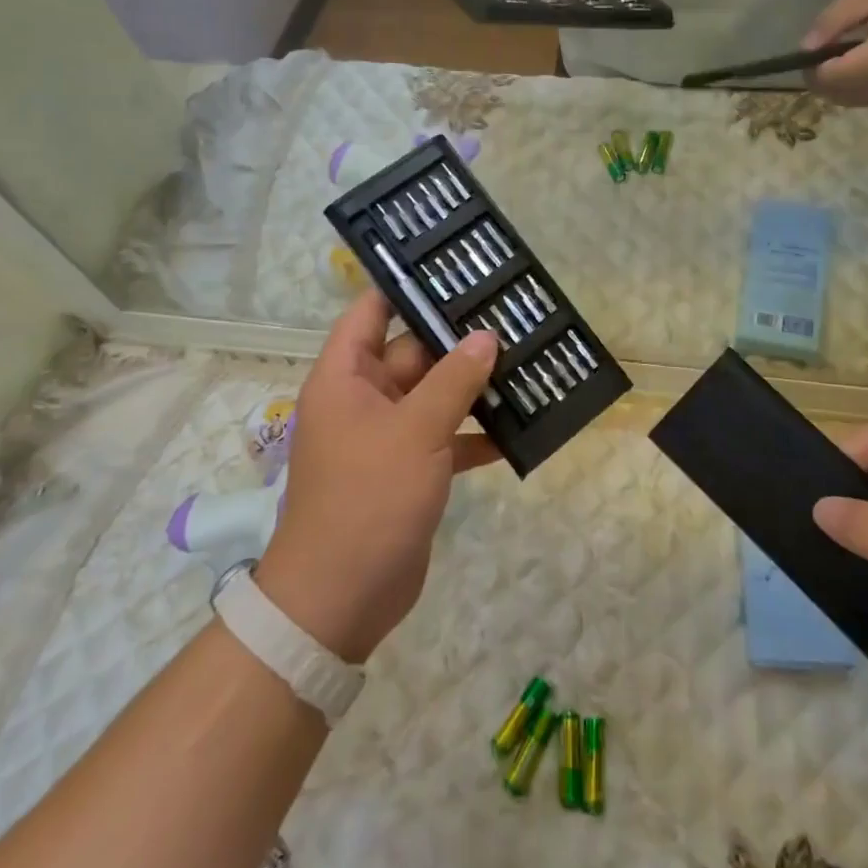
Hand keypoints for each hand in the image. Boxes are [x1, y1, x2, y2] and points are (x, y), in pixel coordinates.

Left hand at [255, 291, 499, 662]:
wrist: (341, 598)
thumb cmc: (367, 498)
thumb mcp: (415, 430)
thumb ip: (454, 380)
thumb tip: (486, 337)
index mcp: (347, 377)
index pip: (371, 312)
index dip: (405, 288)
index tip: (452, 269)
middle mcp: (365, 399)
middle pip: (414, 353)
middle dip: (459, 341)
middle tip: (512, 318)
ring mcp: (388, 436)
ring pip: (435, 396)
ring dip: (474, 388)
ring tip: (526, 364)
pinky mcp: (410, 470)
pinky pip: (446, 437)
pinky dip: (476, 434)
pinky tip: (519, 429)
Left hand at [803, 0, 867, 105]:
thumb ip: (833, 21)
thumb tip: (805, 48)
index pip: (834, 78)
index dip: (813, 69)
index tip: (808, 53)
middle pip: (839, 96)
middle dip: (821, 80)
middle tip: (819, 56)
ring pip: (852, 102)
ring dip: (837, 87)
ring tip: (839, 58)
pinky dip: (855, 89)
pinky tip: (859, 66)